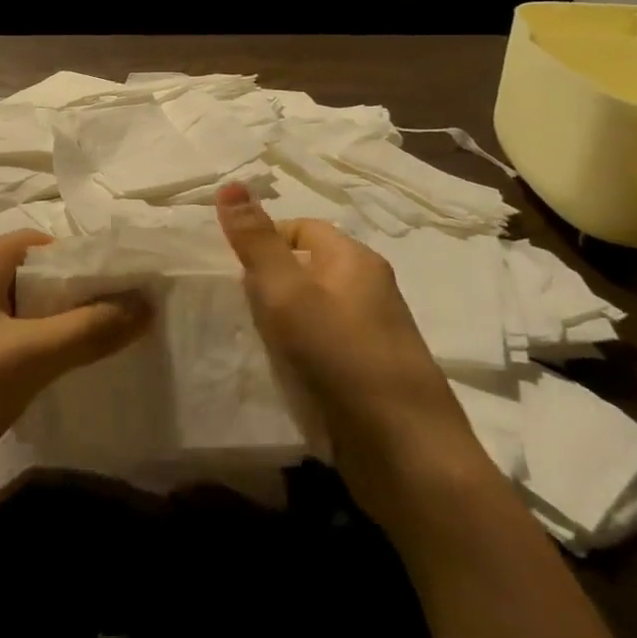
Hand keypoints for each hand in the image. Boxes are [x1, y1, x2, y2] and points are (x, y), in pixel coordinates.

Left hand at [0, 231, 151, 520]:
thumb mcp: (27, 355)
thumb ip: (89, 329)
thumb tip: (149, 304)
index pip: (44, 244)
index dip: (87, 260)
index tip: (131, 285)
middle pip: (37, 278)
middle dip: (81, 297)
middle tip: (130, 320)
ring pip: (26, 315)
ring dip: (63, 329)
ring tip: (111, 348)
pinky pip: (11, 346)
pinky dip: (40, 355)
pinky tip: (68, 378)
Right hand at [214, 184, 483, 501]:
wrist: (406, 453)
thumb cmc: (343, 357)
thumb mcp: (288, 293)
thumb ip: (256, 242)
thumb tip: (229, 184)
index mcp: (355, 260)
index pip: (302, 229)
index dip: (265, 240)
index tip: (231, 268)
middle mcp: (368, 289)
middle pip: (306, 269)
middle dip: (268, 283)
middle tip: (234, 306)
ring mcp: (371, 335)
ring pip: (312, 311)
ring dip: (280, 322)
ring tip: (249, 339)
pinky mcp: (368, 374)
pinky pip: (322, 347)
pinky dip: (297, 353)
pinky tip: (277, 372)